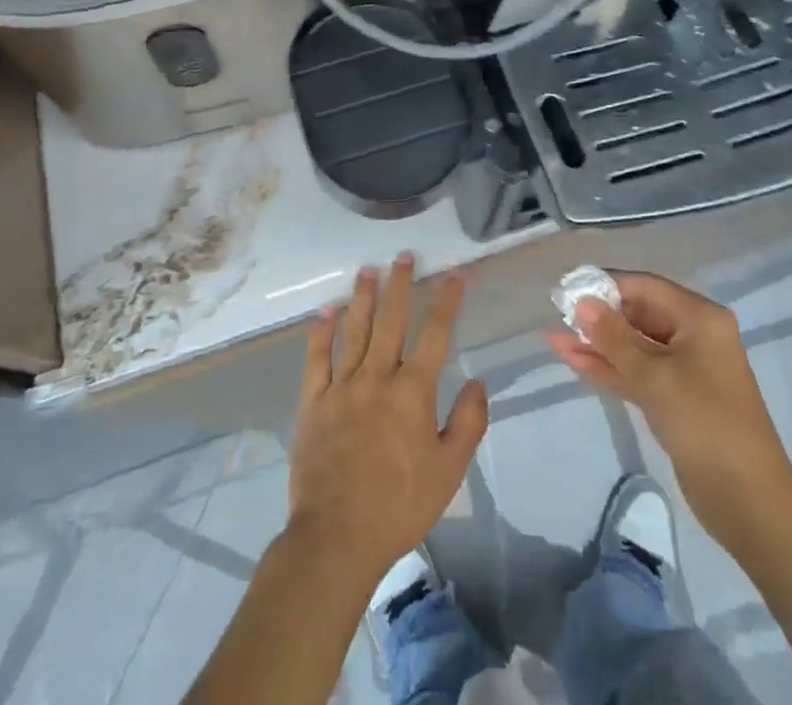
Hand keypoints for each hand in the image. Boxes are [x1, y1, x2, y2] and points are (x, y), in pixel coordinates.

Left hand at [288, 255, 487, 589]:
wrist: (337, 536)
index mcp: (412, 392)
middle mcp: (377, 377)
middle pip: (391, 321)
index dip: (447, 302)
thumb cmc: (399, 505)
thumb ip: (468, 423)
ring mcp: (342, 386)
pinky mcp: (313, 401)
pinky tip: (327, 310)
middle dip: (400, 285)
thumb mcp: (448, 471)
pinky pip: (317, 358)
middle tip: (403, 255)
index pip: (435, 335)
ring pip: (355, 330)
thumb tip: (478, 381)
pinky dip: (321, 332)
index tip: (455, 275)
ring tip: (368, 269)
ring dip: (362, 297)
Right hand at [547, 270, 791, 537]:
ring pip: (634, 345)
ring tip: (554, 340)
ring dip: (598, 344)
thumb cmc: (704, 424)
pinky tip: (575, 362)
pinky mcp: (676, 398)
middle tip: (556, 316)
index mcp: (700, 318)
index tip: (566, 290)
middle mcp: (695, 335)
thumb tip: (582, 302)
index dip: (605, 286)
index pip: (645, 287)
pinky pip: (638, 372)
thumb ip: (614, 337)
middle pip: (639, 313)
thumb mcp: (654, 376)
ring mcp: (686, 369)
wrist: (749, 502)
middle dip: (598, 316)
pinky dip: (610, 368)